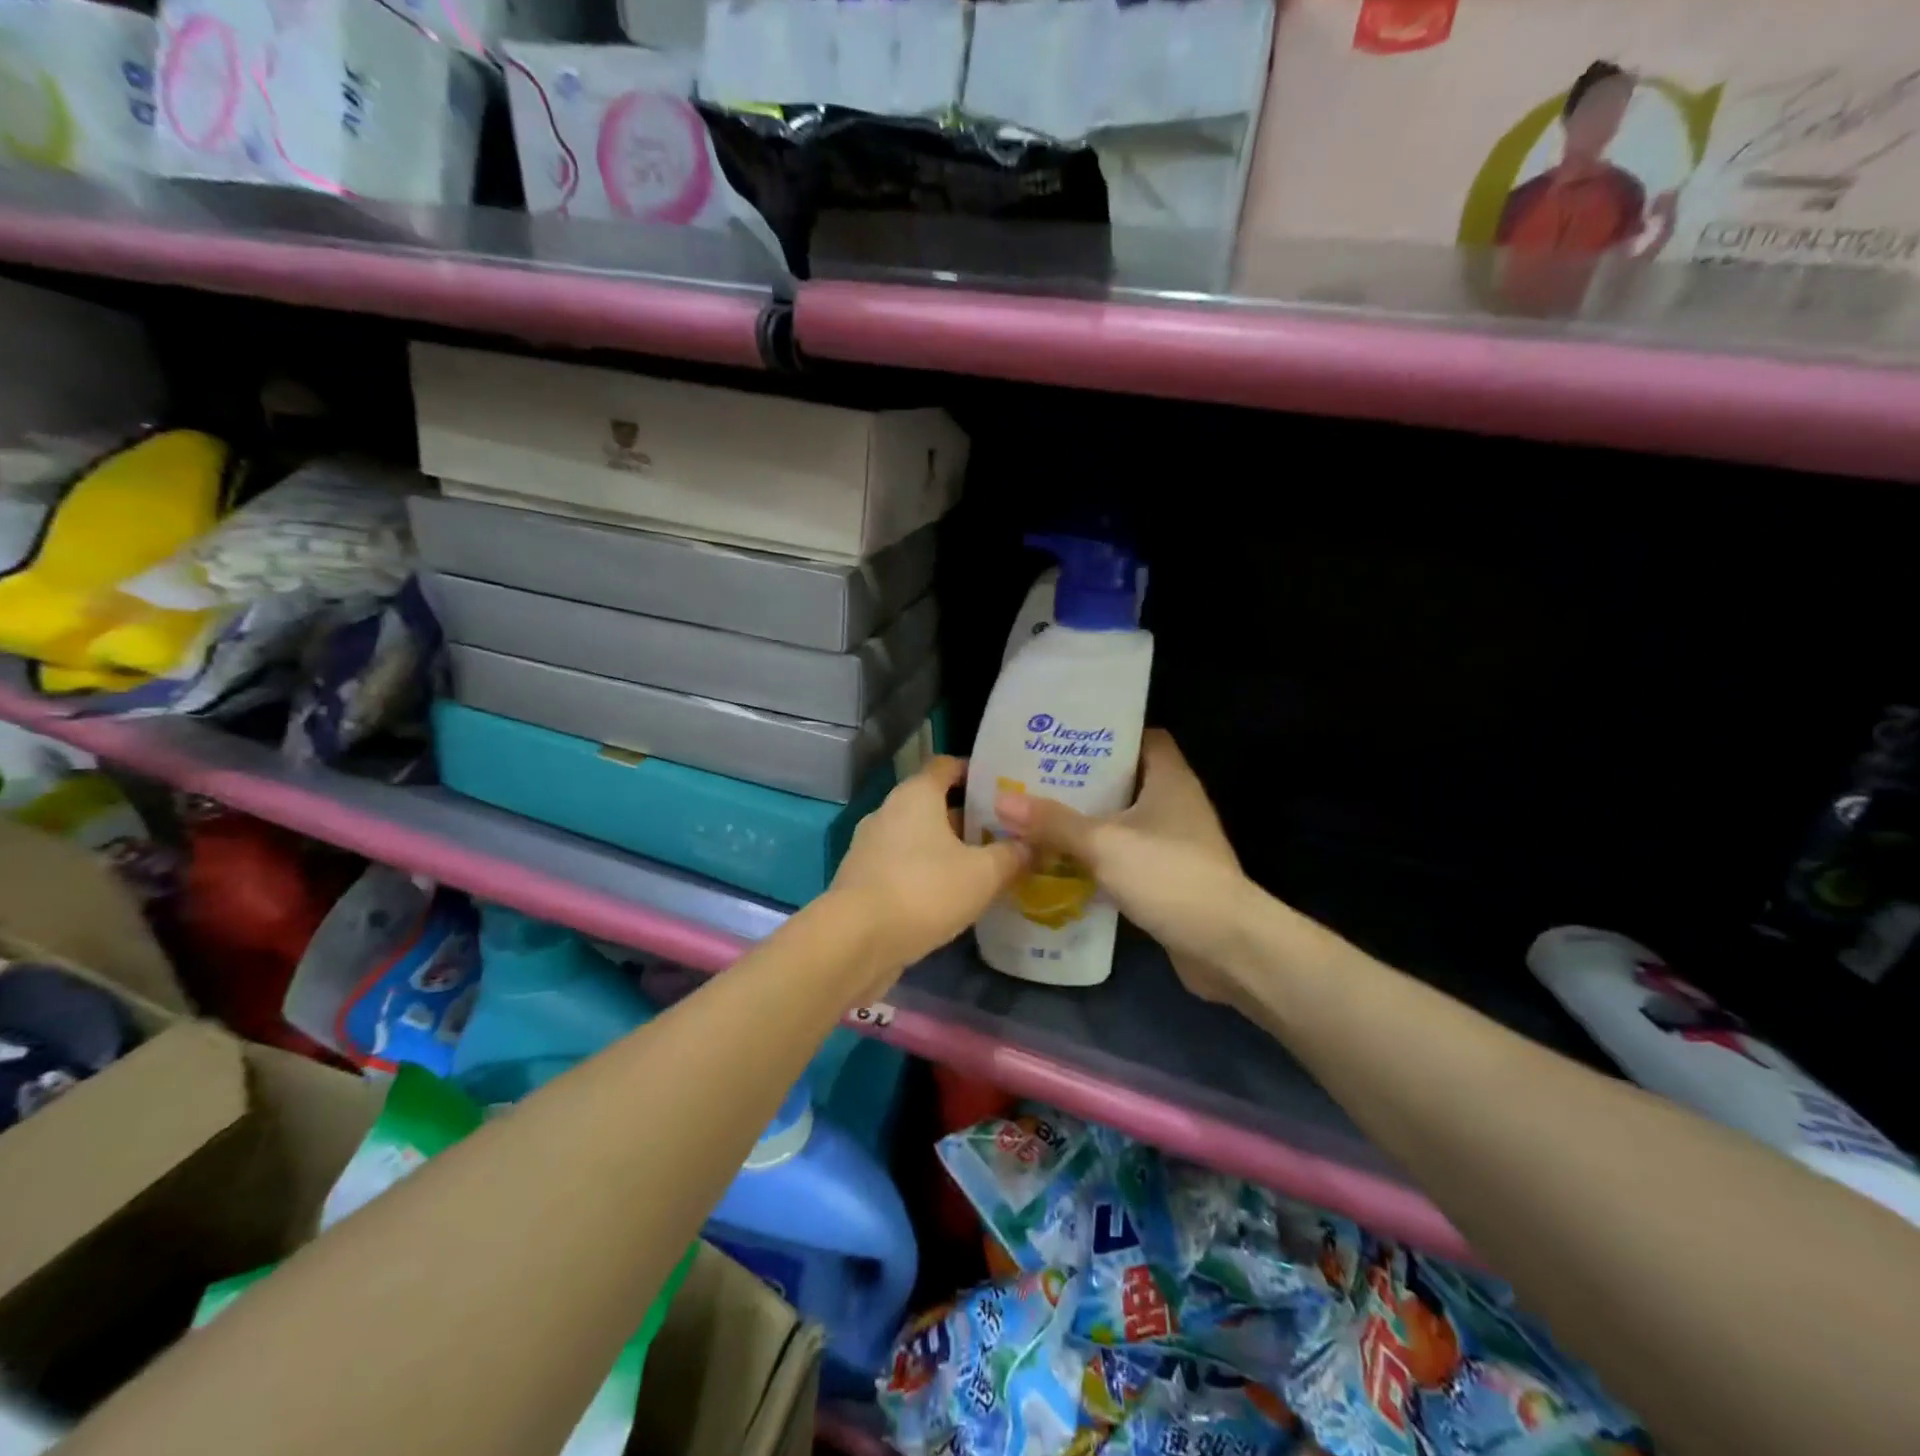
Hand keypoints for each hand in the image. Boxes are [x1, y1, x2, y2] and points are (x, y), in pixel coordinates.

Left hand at [827, 756, 1028, 994]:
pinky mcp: (864, 880)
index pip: (947, 765)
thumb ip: (1011, 856)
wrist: (855, 941)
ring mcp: (871, 847)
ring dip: (948, 849)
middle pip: (934, 804)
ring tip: (985, 867)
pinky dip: (927, 874)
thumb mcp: (983, 874)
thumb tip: (1031, 846)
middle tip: (1004, 834)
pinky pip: (904, 866)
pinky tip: (952, 897)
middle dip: (968, 817)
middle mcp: (889, 812)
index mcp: (916, 795)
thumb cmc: (924, 890)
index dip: (975, 772)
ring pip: (919, 838)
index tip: (1004, 788)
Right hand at [994, 730, 1253, 1005]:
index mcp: (1170, 780)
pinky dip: (1100, 857)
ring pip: (1125, 821)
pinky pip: (1127, 856)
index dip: (1109, 734)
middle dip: (1085, 780)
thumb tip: (1002, 801)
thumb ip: (1054, 822)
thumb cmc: (1169, 876)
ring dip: (1089, 821)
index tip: (1067, 738)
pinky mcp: (1169, 878)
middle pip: (1128, 779)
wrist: (1225, 946)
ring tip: (1041, 817)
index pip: (1145, 738)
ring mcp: (1176, 843)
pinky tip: (1064, 862)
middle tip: (1039, 778)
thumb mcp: (1104, 844)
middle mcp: (1176, 804)